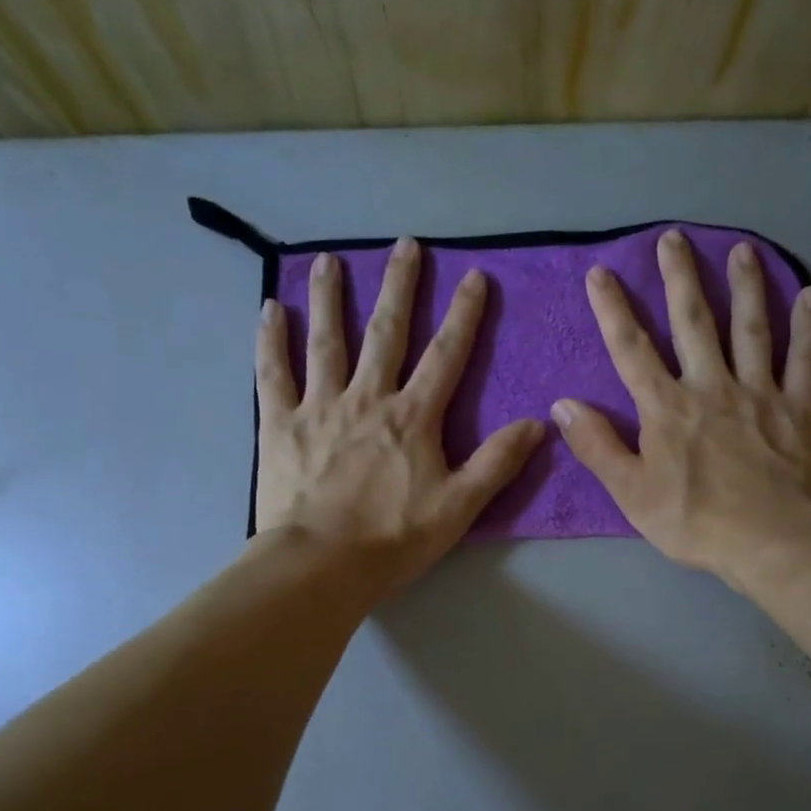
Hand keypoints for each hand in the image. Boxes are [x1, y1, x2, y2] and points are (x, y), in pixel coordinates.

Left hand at [254, 238, 544, 598]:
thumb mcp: (459, 507)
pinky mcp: (280, 424)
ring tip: (330, 260)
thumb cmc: (394, 538)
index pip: (446, 355)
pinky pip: (273, 373)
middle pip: (386, 332)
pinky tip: (270, 309)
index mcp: (413, 417)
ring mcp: (320, 407)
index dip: (464, 314)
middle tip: (405, 245)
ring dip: (330, 298)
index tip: (474, 276)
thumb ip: (497, 462)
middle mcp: (367, 398)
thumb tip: (539, 424)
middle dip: (400, 287)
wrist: (321, 565)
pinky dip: (271, 341)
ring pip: (327, 341)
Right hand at [551, 229, 810, 588]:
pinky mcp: (797, 407)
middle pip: (692, 322)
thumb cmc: (694, 521)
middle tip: (674, 237)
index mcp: (666, 407)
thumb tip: (562, 405)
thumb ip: (597, 445)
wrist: (770, 541)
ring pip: (750, 327)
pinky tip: (810, 295)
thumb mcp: (630, 492)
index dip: (613, 310)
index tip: (601, 273)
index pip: (632, 349)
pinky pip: (803, 358)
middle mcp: (710, 385)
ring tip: (741, 249)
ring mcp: (758, 392)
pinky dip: (808, 326)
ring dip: (745, 285)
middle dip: (680, 278)